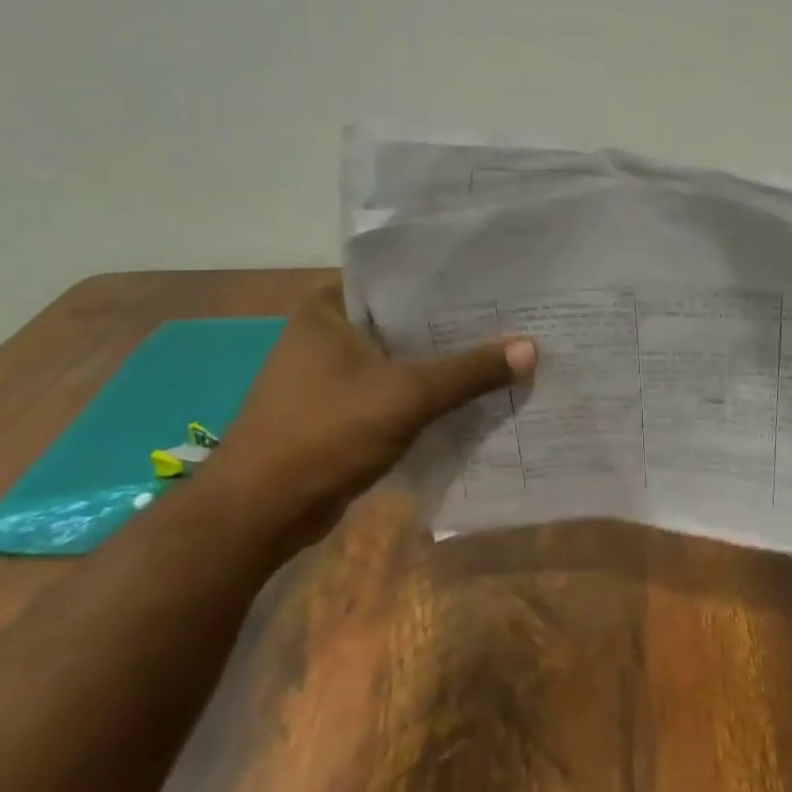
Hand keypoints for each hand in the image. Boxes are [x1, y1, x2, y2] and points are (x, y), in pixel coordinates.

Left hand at [206, 283, 535, 514]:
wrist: (260, 514)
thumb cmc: (324, 435)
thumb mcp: (405, 397)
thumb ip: (468, 372)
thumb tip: (531, 349)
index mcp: (329, 308)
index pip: (398, 277)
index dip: (448, 280)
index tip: (497, 279)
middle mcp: (327, 332)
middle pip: (404, 320)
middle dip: (454, 326)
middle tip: (514, 316)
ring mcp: (331, 373)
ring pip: (401, 358)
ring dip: (442, 363)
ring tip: (505, 350)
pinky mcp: (340, 409)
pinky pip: (394, 390)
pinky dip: (426, 394)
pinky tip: (473, 395)